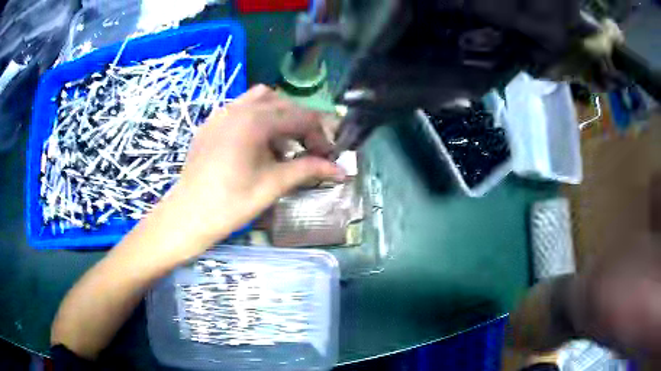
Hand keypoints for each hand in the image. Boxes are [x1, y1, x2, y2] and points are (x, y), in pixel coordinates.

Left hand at [162, 84, 344, 247]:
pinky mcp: (211, 123)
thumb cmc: (230, 204)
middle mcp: (238, 108)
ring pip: (261, 99)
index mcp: (255, 121)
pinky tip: (257, 144)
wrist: (188, 216)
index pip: (301, 117)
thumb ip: (308, 170)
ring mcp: (221, 113)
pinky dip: (258, 118)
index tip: (328, 156)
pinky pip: (241, 108)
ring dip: (280, 116)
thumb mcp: (273, 185)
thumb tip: (341, 171)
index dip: (320, 135)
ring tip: (283, 144)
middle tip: (309, 150)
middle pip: (284, 104)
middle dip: (302, 124)